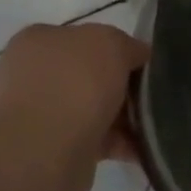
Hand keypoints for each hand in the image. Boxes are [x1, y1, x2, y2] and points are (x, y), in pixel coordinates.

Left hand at [0, 23, 148, 168]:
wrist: (44, 152)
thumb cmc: (75, 84)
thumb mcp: (112, 43)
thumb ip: (127, 45)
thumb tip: (136, 59)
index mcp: (39, 40)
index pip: (86, 37)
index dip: (119, 49)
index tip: (145, 66)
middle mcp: (34, 74)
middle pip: (92, 75)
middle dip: (124, 86)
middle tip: (153, 96)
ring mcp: (40, 113)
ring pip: (95, 109)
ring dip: (125, 116)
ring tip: (156, 125)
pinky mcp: (52, 148)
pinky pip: (96, 139)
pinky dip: (120, 142)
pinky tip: (145, 148)